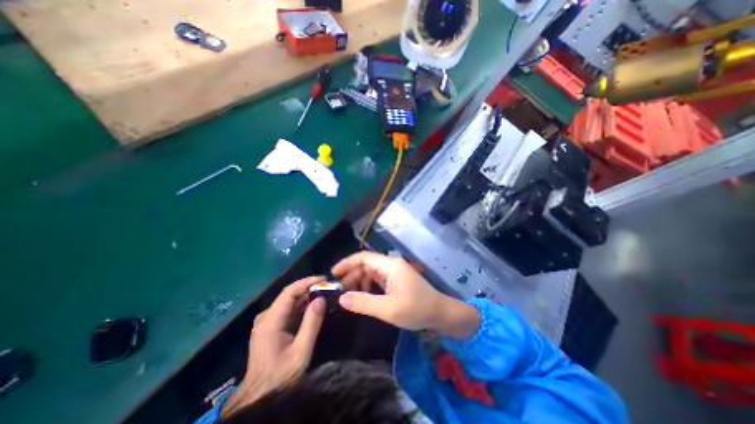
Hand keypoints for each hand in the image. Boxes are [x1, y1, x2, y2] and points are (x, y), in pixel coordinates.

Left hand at [218, 277, 324, 414]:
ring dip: (306, 296)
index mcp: (270, 321)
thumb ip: (311, 323)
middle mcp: (266, 316)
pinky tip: (313, 306)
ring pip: (289, 302)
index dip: (307, 282)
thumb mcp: (301, 351)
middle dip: (309, 288)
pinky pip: (287, 310)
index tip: (324, 279)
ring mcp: (266, 321)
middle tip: (328, 286)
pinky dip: (301, 306)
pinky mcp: (270, 327)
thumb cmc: (281, 375)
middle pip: (289, 295)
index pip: (289, 292)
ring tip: (324, 293)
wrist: (259, 397)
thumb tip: (321, 299)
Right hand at [331, 252, 476, 337]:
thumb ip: (363, 302)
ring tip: (349, 295)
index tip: (334, 274)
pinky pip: (379, 279)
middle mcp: (391, 265)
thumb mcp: (388, 309)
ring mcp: (395, 272)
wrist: (441, 314)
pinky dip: (369, 285)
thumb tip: (341, 298)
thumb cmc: (416, 309)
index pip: (363, 257)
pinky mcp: (397, 280)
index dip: (347, 263)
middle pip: (367, 264)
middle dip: (352, 275)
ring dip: (360, 281)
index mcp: (390, 265)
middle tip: (339, 289)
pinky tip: (364, 296)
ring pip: (372, 272)